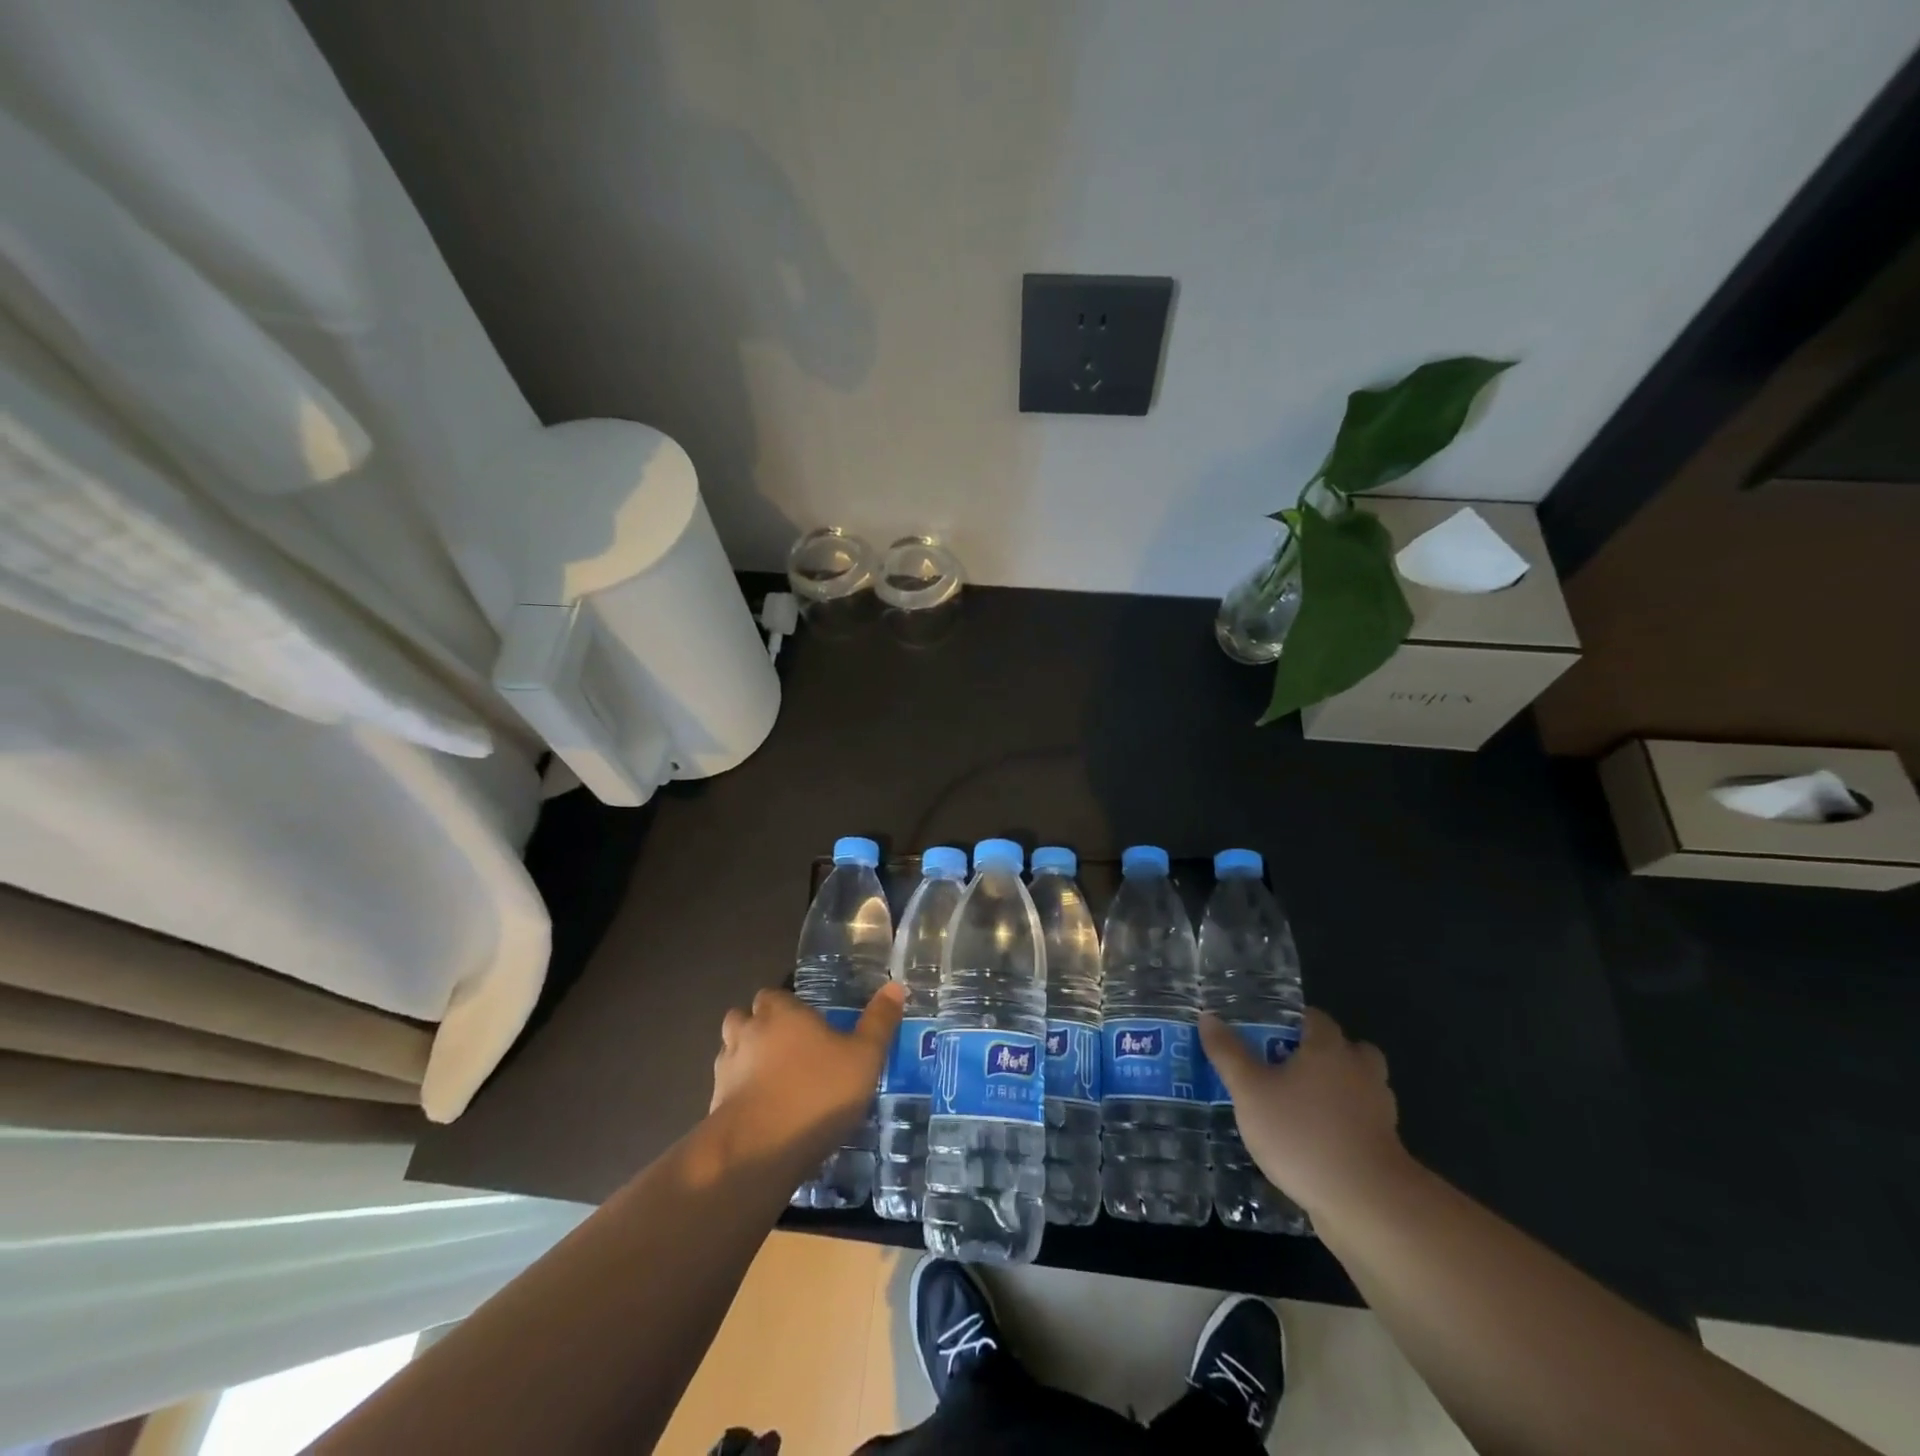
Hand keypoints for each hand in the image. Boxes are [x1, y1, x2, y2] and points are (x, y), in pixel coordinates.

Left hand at [709, 983, 904, 1169]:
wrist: (760, 1149)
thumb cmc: (818, 1092)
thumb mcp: (864, 1057)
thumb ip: (879, 1022)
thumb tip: (895, 986)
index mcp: (781, 1013)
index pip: (772, 994)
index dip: (785, 1005)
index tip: (804, 1020)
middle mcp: (748, 1032)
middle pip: (743, 1017)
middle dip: (758, 1027)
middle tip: (786, 1046)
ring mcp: (726, 1070)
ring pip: (730, 1052)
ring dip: (744, 1059)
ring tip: (771, 1078)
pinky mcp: (714, 1106)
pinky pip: (726, 1090)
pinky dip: (739, 1094)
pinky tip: (762, 1112)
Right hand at [1199, 1006, 1409, 1219]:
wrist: (1366, 1202)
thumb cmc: (1301, 1133)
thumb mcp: (1250, 1091)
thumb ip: (1228, 1053)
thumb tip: (1208, 1016)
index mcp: (1328, 1048)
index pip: (1315, 1018)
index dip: (1293, 1021)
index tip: (1269, 1032)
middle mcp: (1360, 1071)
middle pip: (1348, 1049)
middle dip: (1324, 1054)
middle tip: (1290, 1067)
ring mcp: (1380, 1110)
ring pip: (1360, 1086)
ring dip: (1339, 1090)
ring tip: (1303, 1106)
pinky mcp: (1386, 1148)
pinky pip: (1363, 1123)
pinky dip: (1346, 1125)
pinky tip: (1320, 1142)